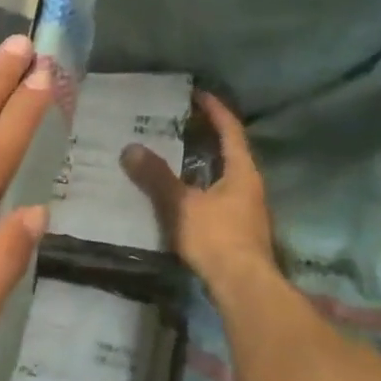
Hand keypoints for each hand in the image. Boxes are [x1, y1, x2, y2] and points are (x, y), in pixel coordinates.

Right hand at [120, 92, 276, 292]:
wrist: (243, 286)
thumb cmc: (217, 238)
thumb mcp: (182, 205)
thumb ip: (156, 178)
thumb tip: (130, 148)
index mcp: (242, 172)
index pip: (231, 130)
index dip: (215, 110)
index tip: (197, 94)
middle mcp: (250, 186)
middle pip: (230, 152)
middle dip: (207, 136)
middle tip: (179, 124)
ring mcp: (247, 210)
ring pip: (224, 177)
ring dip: (203, 164)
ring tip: (175, 157)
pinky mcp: (238, 230)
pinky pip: (218, 197)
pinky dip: (200, 188)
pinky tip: (182, 195)